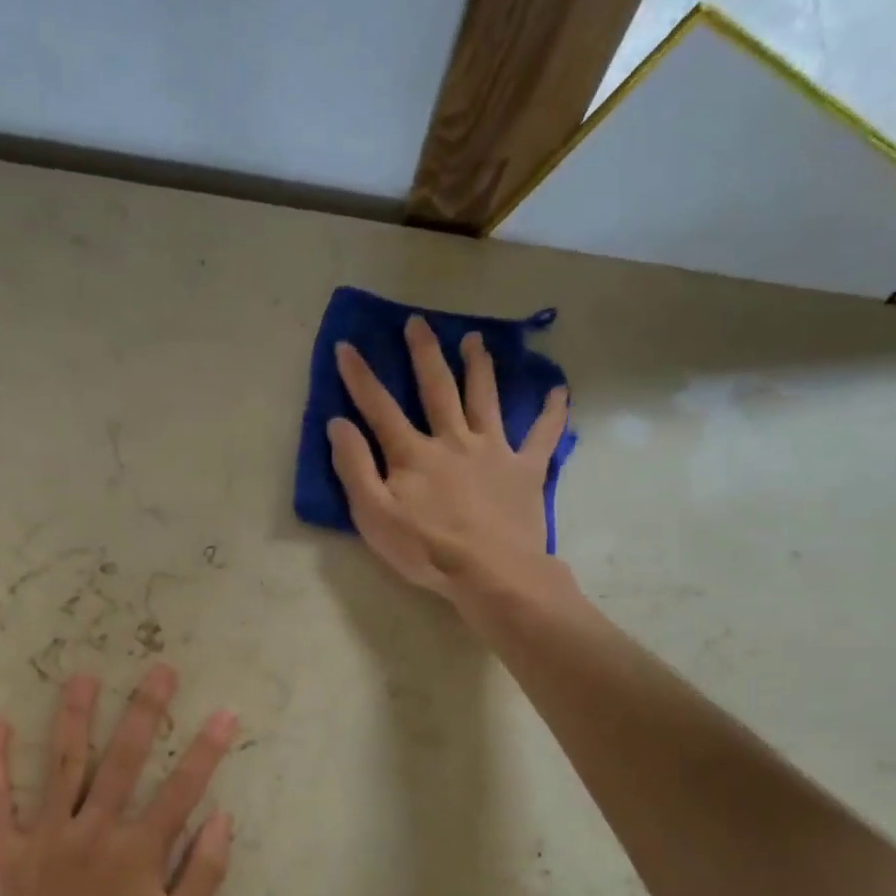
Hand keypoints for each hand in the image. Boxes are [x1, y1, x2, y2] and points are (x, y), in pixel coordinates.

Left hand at [0, 665, 237, 895]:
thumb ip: (203, 875)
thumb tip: (222, 817)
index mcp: (137, 853)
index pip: (181, 789)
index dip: (207, 749)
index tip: (224, 713)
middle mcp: (93, 831)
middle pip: (124, 759)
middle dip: (146, 711)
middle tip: (160, 670)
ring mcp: (43, 837)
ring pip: (63, 763)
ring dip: (75, 717)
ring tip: (83, 677)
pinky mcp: (1, 852)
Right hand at [327, 314, 568, 601]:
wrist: (492, 574)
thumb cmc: (425, 550)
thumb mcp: (374, 516)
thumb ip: (355, 468)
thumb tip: (338, 424)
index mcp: (413, 454)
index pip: (379, 407)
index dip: (360, 377)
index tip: (346, 347)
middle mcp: (453, 440)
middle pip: (437, 388)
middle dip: (424, 353)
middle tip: (418, 322)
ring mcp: (493, 451)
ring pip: (485, 398)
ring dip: (479, 366)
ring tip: (475, 340)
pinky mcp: (525, 469)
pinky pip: (542, 435)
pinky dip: (551, 412)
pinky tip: (558, 390)